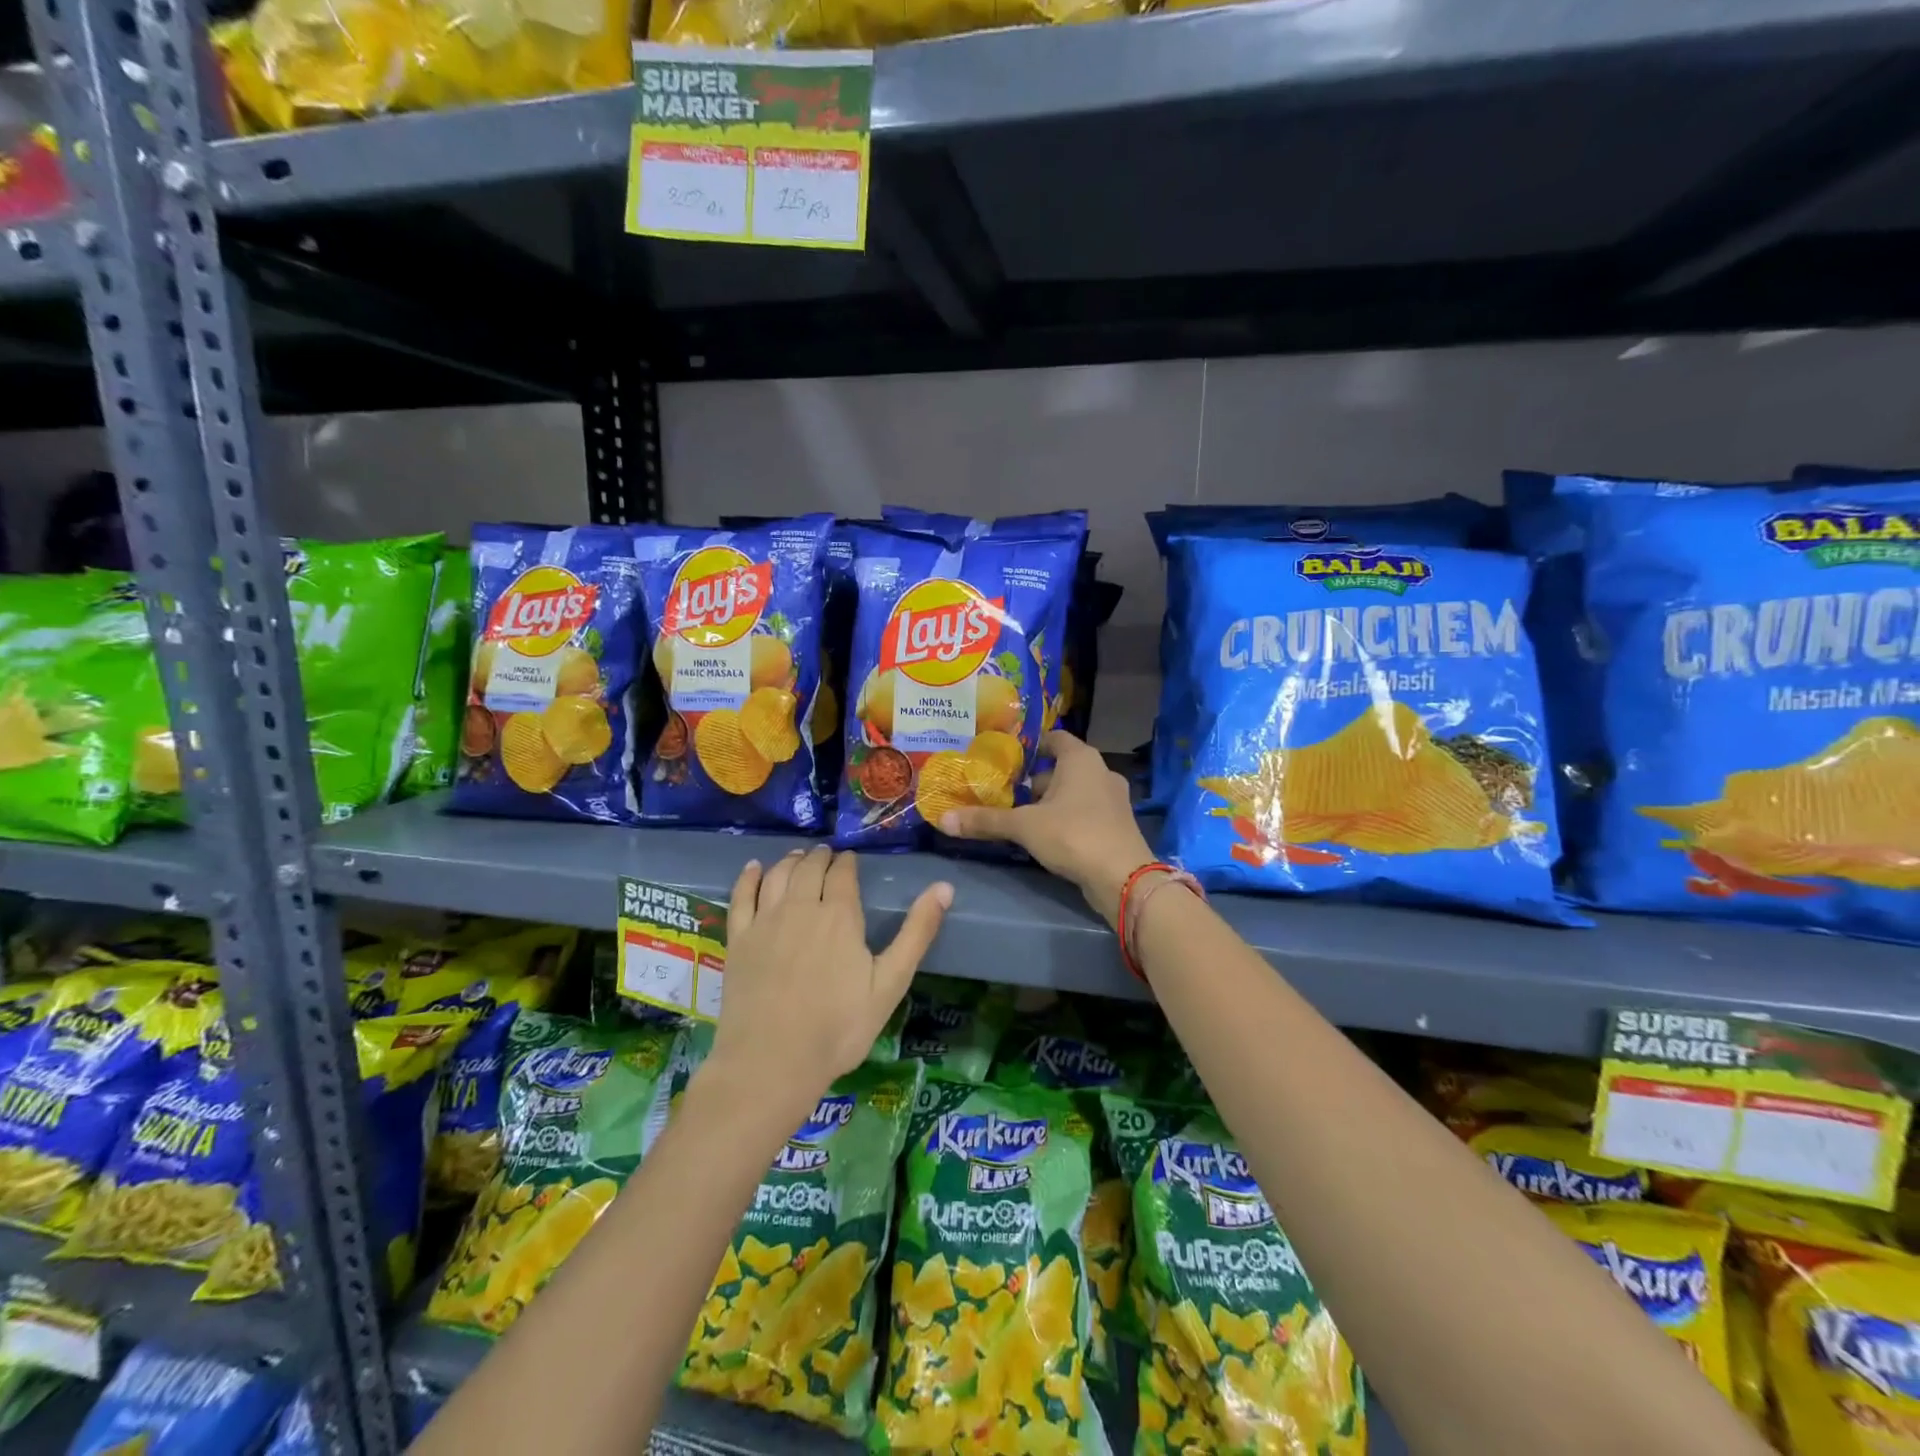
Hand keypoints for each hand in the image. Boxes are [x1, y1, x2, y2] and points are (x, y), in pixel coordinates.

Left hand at [710, 846, 950, 1117]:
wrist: (771, 1062)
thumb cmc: (838, 1027)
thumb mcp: (890, 983)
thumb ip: (917, 933)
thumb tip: (944, 887)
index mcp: (839, 915)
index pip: (842, 873)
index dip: (847, 862)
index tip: (851, 858)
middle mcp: (800, 907)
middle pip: (809, 868)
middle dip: (820, 857)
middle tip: (827, 854)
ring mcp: (765, 922)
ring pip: (777, 876)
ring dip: (790, 860)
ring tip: (798, 856)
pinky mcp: (738, 940)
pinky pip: (741, 897)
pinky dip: (749, 877)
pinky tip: (753, 868)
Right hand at [939, 731, 1153, 928]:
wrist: (1124, 878)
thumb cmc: (1073, 835)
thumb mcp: (1024, 826)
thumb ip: (985, 820)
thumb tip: (943, 819)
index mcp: (1081, 758)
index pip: (1053, 738)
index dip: (1029, 746)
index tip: (1005, 759)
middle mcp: (1101, 772)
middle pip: (1061, 767)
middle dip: (1033, 780)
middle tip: (1004, 793)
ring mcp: (1113, 800)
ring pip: (1074, 792)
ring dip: (1050, 802)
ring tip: (1020, 817)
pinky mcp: (1117, 825)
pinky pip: (1085, 813)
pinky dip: (1066, 819)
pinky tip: (1046, 837)